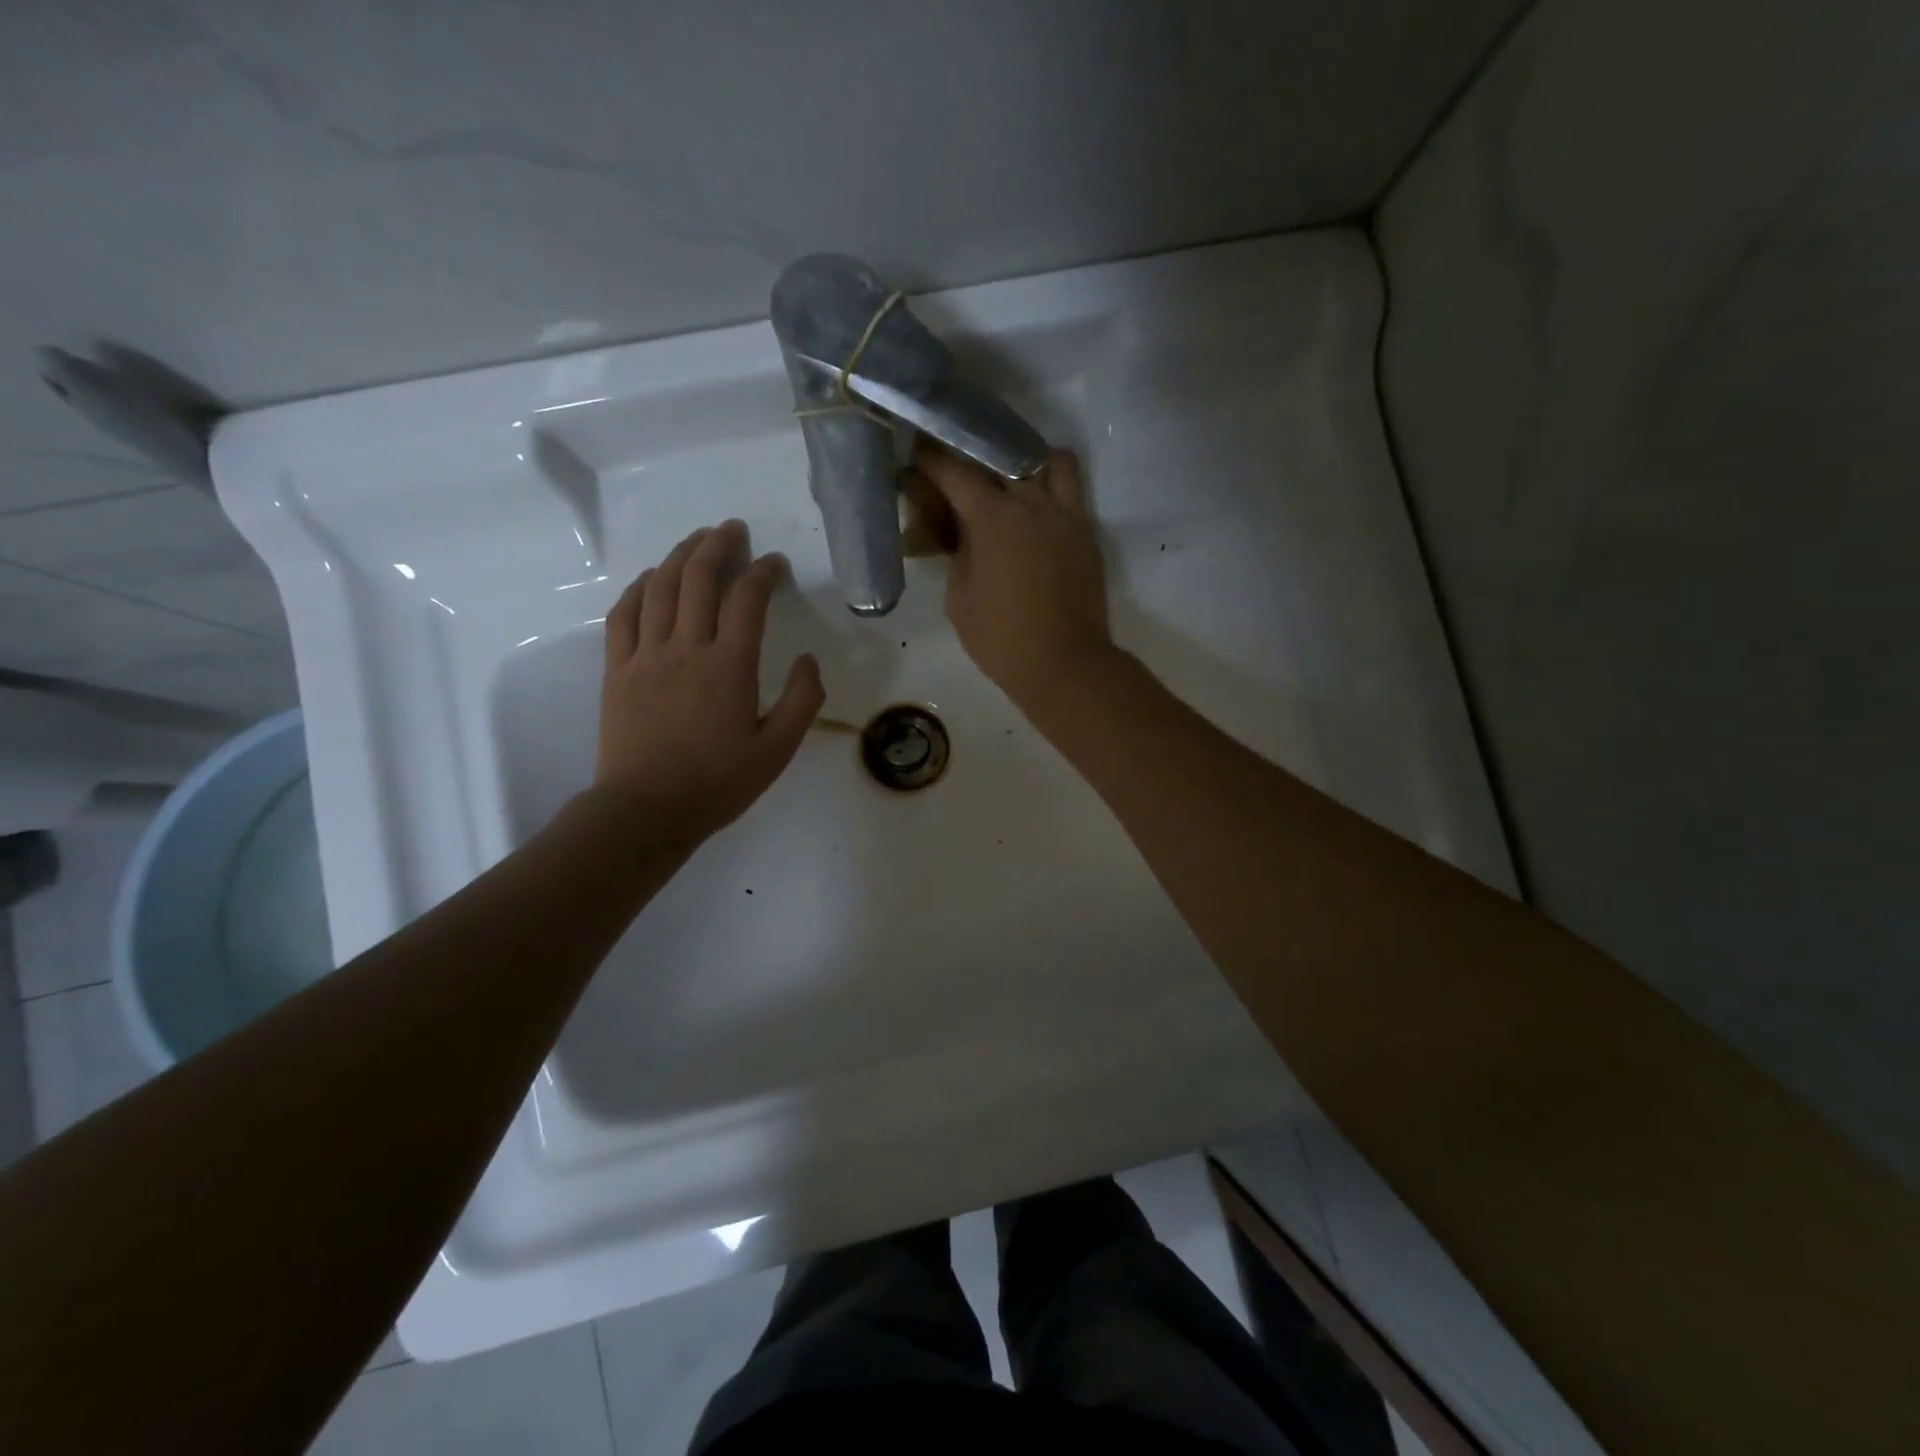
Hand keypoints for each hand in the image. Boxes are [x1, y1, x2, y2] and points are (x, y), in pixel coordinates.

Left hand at [593, 520, 823, 848]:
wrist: (646, 810)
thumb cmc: (718, 783)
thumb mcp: (778, 751)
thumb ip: (802, 701)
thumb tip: (808, 659)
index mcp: (730, 667)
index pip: (748, 599)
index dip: (764, 572)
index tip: (775, 564)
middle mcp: (686, 649)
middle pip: (700, 578)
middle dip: (719, 546)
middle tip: (734, 530)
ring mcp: (645, 655)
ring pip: (662, 587)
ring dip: (681, 555)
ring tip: (697, 539)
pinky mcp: (617, 668)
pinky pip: (624, 613)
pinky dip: (640, 586)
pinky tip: (653, 577)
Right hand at [905, 442, 1113, 711]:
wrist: (1065, 665)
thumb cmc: (1001, 638)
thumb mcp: (960, 597)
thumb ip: (959, 553)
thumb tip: (961, 531)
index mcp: (994, 518)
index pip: (956, 472)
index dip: (932, 461)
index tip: (918, 457)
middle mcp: (1033, 504)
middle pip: (1003, 456)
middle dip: (977, 455)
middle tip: (961, 470)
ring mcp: (1067, 516)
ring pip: (1053, 461)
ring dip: (1029, 464)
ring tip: (1013, 484)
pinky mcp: (1087, 534)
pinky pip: (1072, 493)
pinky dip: (1052, 490)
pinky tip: (1035, 514)